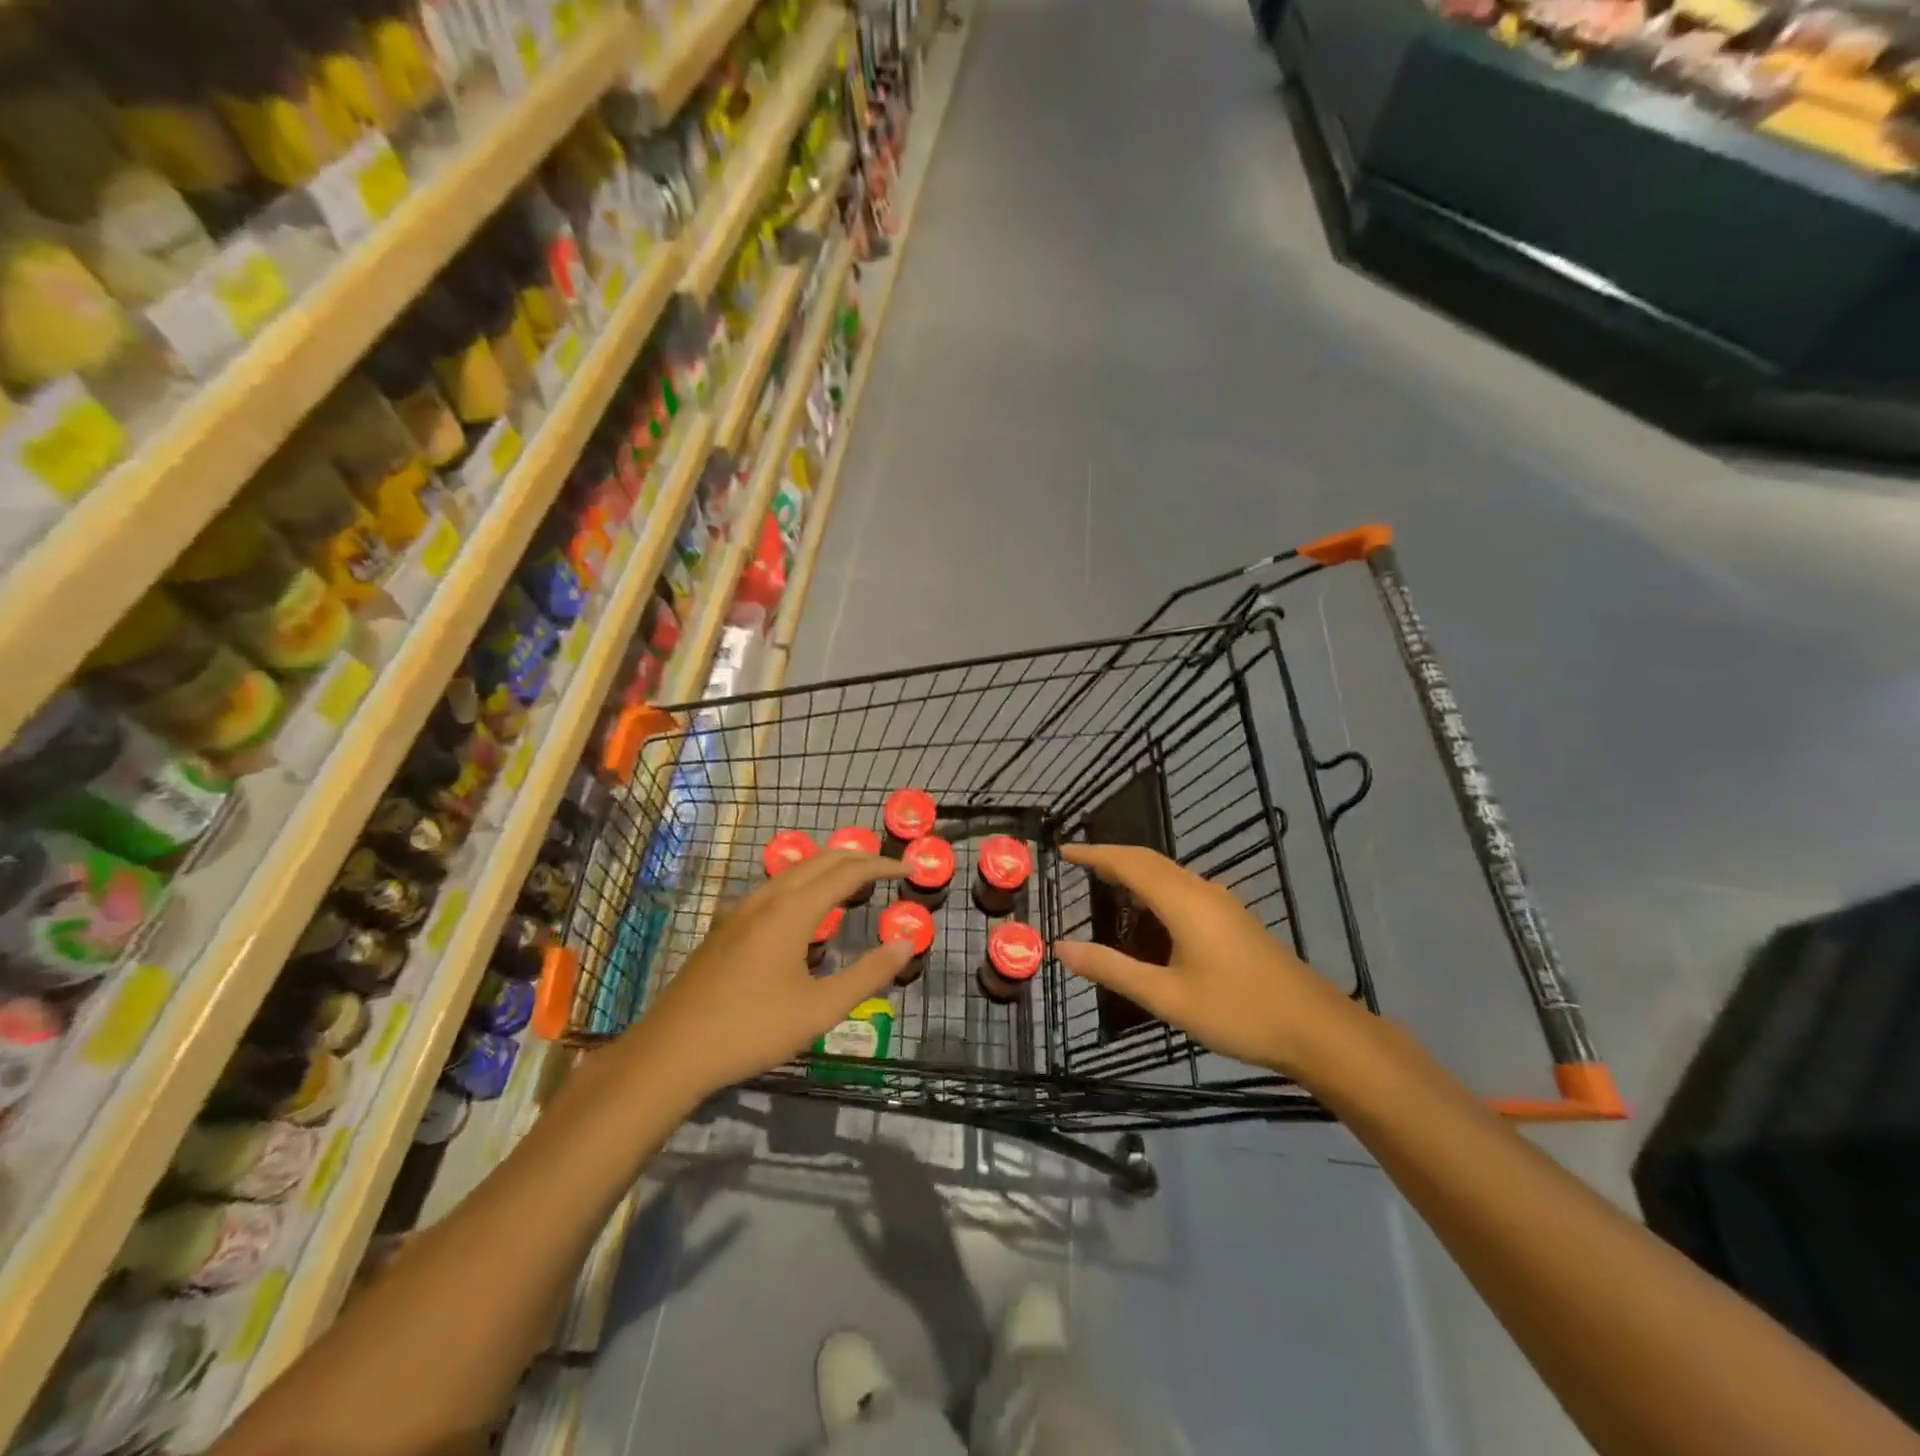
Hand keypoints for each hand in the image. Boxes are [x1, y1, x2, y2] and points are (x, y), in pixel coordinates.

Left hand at [629, 851, 910, 1099]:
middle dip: (857, 858)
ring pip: (792, 871)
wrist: (672, 1052)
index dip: (881, 866)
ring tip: (852, 883)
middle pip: (819, 861)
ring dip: (827, 868)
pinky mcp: (725, 927)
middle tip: (887, 869)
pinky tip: (803, 912)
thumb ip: (868, 974)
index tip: (908, 868)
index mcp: (792, 911)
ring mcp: (740, 911)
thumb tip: (906, 942)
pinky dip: (802, 884)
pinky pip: (773, 888)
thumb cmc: (752, 1030)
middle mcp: (766, 899)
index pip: (847, 872)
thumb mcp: (820, 1009)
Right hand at [1052, 844, 1371, 1081]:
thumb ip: (1112, 969)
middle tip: (1077, 862)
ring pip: (1169, 872)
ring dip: (1135, 869)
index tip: (1063, 851)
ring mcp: (1222, 904)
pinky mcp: (1234, 919)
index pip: (1129, 863)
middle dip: (1112, 856)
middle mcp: (1202, 891)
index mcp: (1183, 902)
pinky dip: (1154, 885)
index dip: (1094, 854)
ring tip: (1105, 881)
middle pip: (1149, 860)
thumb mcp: (1166, 996)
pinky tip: (1149, 913)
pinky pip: (1183, 887)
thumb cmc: (1237, 1012)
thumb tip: (1061, 948)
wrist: (1315, 1028)